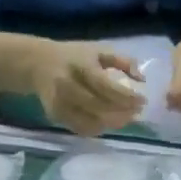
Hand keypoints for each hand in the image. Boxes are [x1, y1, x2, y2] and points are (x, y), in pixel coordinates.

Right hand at [32, 43, 147, 136]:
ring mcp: (60, 104)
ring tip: (126, 118)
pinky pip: (81, 129)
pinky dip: (99, 129)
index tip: (143, 100)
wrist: (37, 63)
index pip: (106, 87)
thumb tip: (142, 79)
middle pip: (100, 108)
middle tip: (137, 112)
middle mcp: (68, 86)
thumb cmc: (74, 56)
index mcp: (80, 67)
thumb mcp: (98, 50)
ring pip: (92, 122)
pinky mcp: (56, 116)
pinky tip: (108, 122)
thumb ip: (123, 61)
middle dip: (123, 113)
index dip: (127, 97)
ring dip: (113, 123)